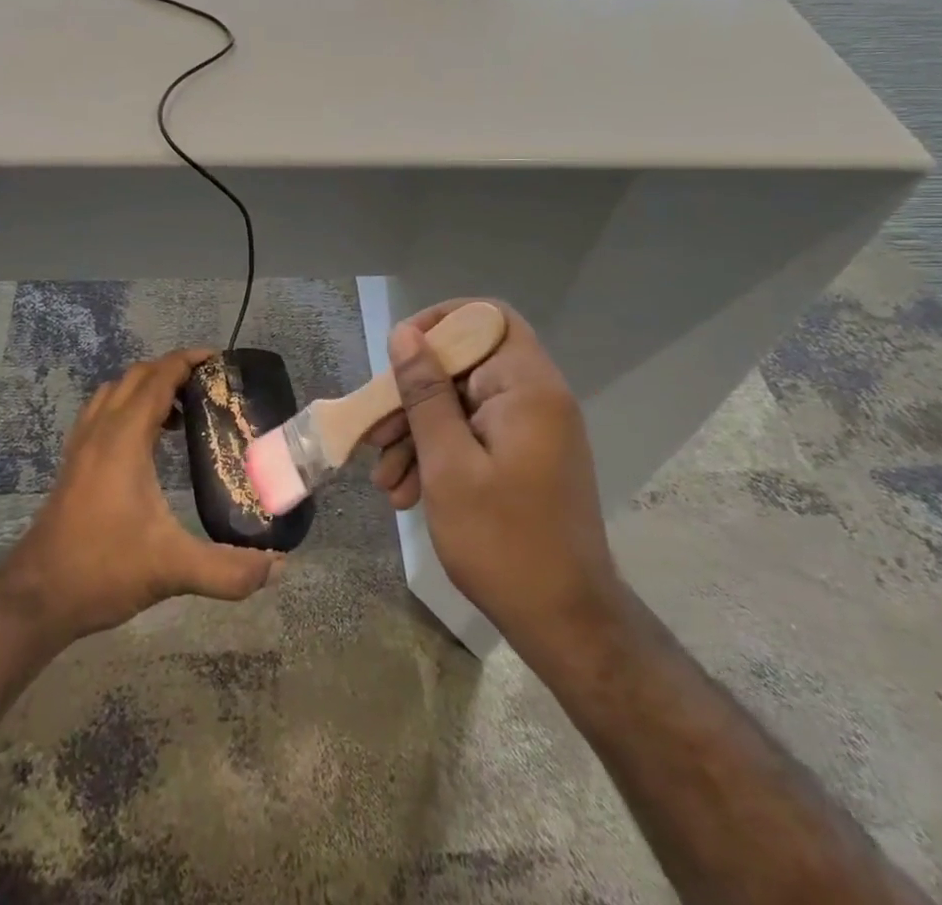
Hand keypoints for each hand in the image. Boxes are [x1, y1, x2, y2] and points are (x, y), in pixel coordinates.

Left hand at [0, 349, 279, 643]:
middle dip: (171, 369)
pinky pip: (102, 412)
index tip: (218, 359)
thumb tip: (277, 567)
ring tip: (180, 411)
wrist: (37, 596)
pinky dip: (127, 406)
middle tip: (208, 385)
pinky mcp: (73, 463)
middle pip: (135, 376)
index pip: (157, 378)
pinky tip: (146, 442)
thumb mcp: (171, 569)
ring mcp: (81, 445)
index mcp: (124, 439)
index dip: (187, 361)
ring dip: (146, 387)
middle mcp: (100, 431)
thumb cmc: (103, 569)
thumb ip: (227, 570)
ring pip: (114, 391)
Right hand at [366, 302, 622, 652]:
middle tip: (375, 432)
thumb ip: (425, 393)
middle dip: (413, 396)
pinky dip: (439, 455)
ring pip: (462, 405)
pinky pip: (474, 436)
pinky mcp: (524, 459)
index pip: (486, 319)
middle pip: (465, 366)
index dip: (440, 323)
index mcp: (528, 388)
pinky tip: (406, 493)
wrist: (566, 624)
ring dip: (418, 434)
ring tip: (385, 480)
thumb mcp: (448, 464)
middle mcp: (535, 399)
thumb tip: (404, 334)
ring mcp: (531, 431)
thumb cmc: (503, 540)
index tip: (400, 354)